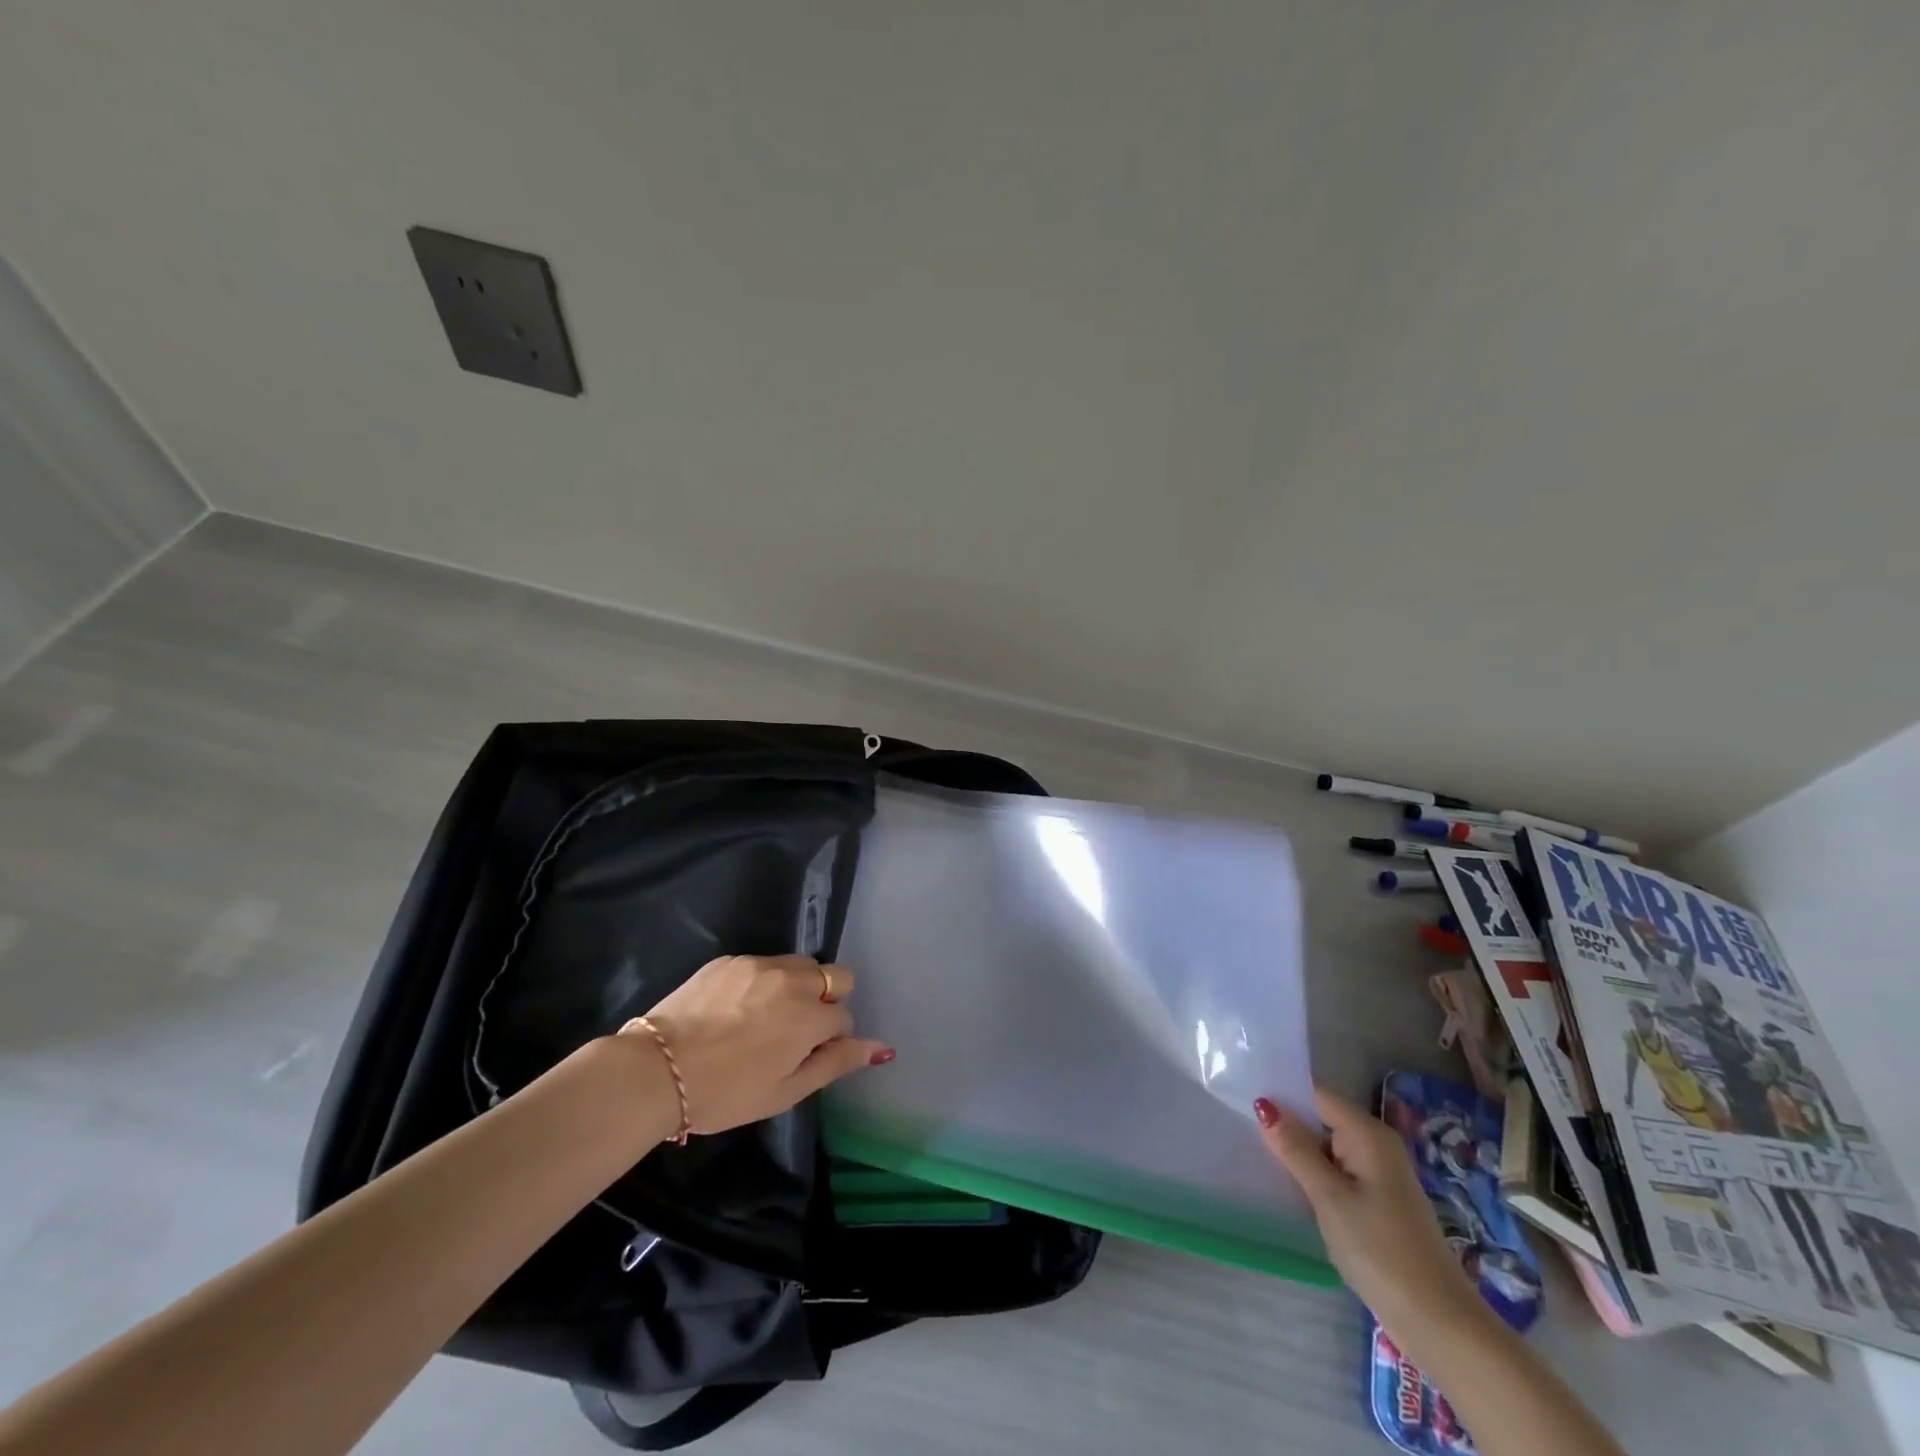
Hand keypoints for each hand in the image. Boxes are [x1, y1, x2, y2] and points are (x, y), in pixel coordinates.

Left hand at [623, 954, 892, 1135]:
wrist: (656, 1070)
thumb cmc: (725, 1093)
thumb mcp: (786, 1091)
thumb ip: (837, 1063)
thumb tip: (883, 1048)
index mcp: (810, 1016)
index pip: (843, 1017)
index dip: (829, 1040)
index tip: (803, 1057)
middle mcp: (792, 979)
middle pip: (834, 976)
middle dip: (825, 1000)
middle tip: (793, 1031)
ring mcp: (759, 964)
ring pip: (799, 965)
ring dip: (796, 987)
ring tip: (763, 1018)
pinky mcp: (729, 959)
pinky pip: (762, 964)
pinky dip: (761, 982)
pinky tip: (734, 1009)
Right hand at [1255, 1086, 1482, 1342]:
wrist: (1439, 1323)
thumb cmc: (1380, 1250)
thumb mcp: (1329, 1197)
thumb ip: (1295, 1149)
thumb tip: (1264, 1104)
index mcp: (1368, 1134)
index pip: (1316, 1095)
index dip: (1281, 1093)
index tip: (1240, 1095)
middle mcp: (1375, 1146)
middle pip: (1320, 1119)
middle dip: (1285, 1124)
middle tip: (1238, 1125)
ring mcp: (1378, 1176)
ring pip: (1326, 1149)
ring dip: (1297, 1153)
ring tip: (1252, 1152)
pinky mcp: (1377, 1203)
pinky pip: (1336, 1173)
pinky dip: (1313, 1176)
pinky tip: (1287, 1187)